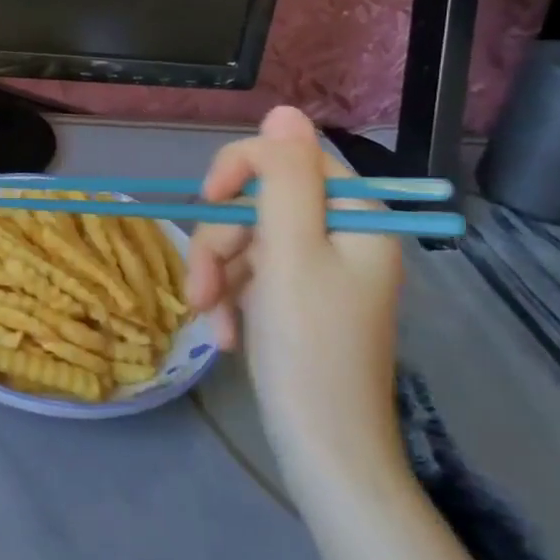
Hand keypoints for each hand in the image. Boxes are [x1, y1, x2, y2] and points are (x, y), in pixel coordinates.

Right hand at [187, 107, 404, 483]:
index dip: (240, 170)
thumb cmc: (309, 348)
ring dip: (218, 275)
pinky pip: (249, 273)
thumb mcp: (291, 252)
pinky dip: (229, 298)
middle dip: (221, 242)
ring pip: (245, 238)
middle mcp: (340, 234)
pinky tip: (226, 333)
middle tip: (204, 289)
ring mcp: (316, 268)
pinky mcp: (295, 297)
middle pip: (258, 202)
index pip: (289, 157)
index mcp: (355, 215)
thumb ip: (286, 178)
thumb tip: (284, 110)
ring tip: (211, 319)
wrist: (323, 449)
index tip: (208, 203)